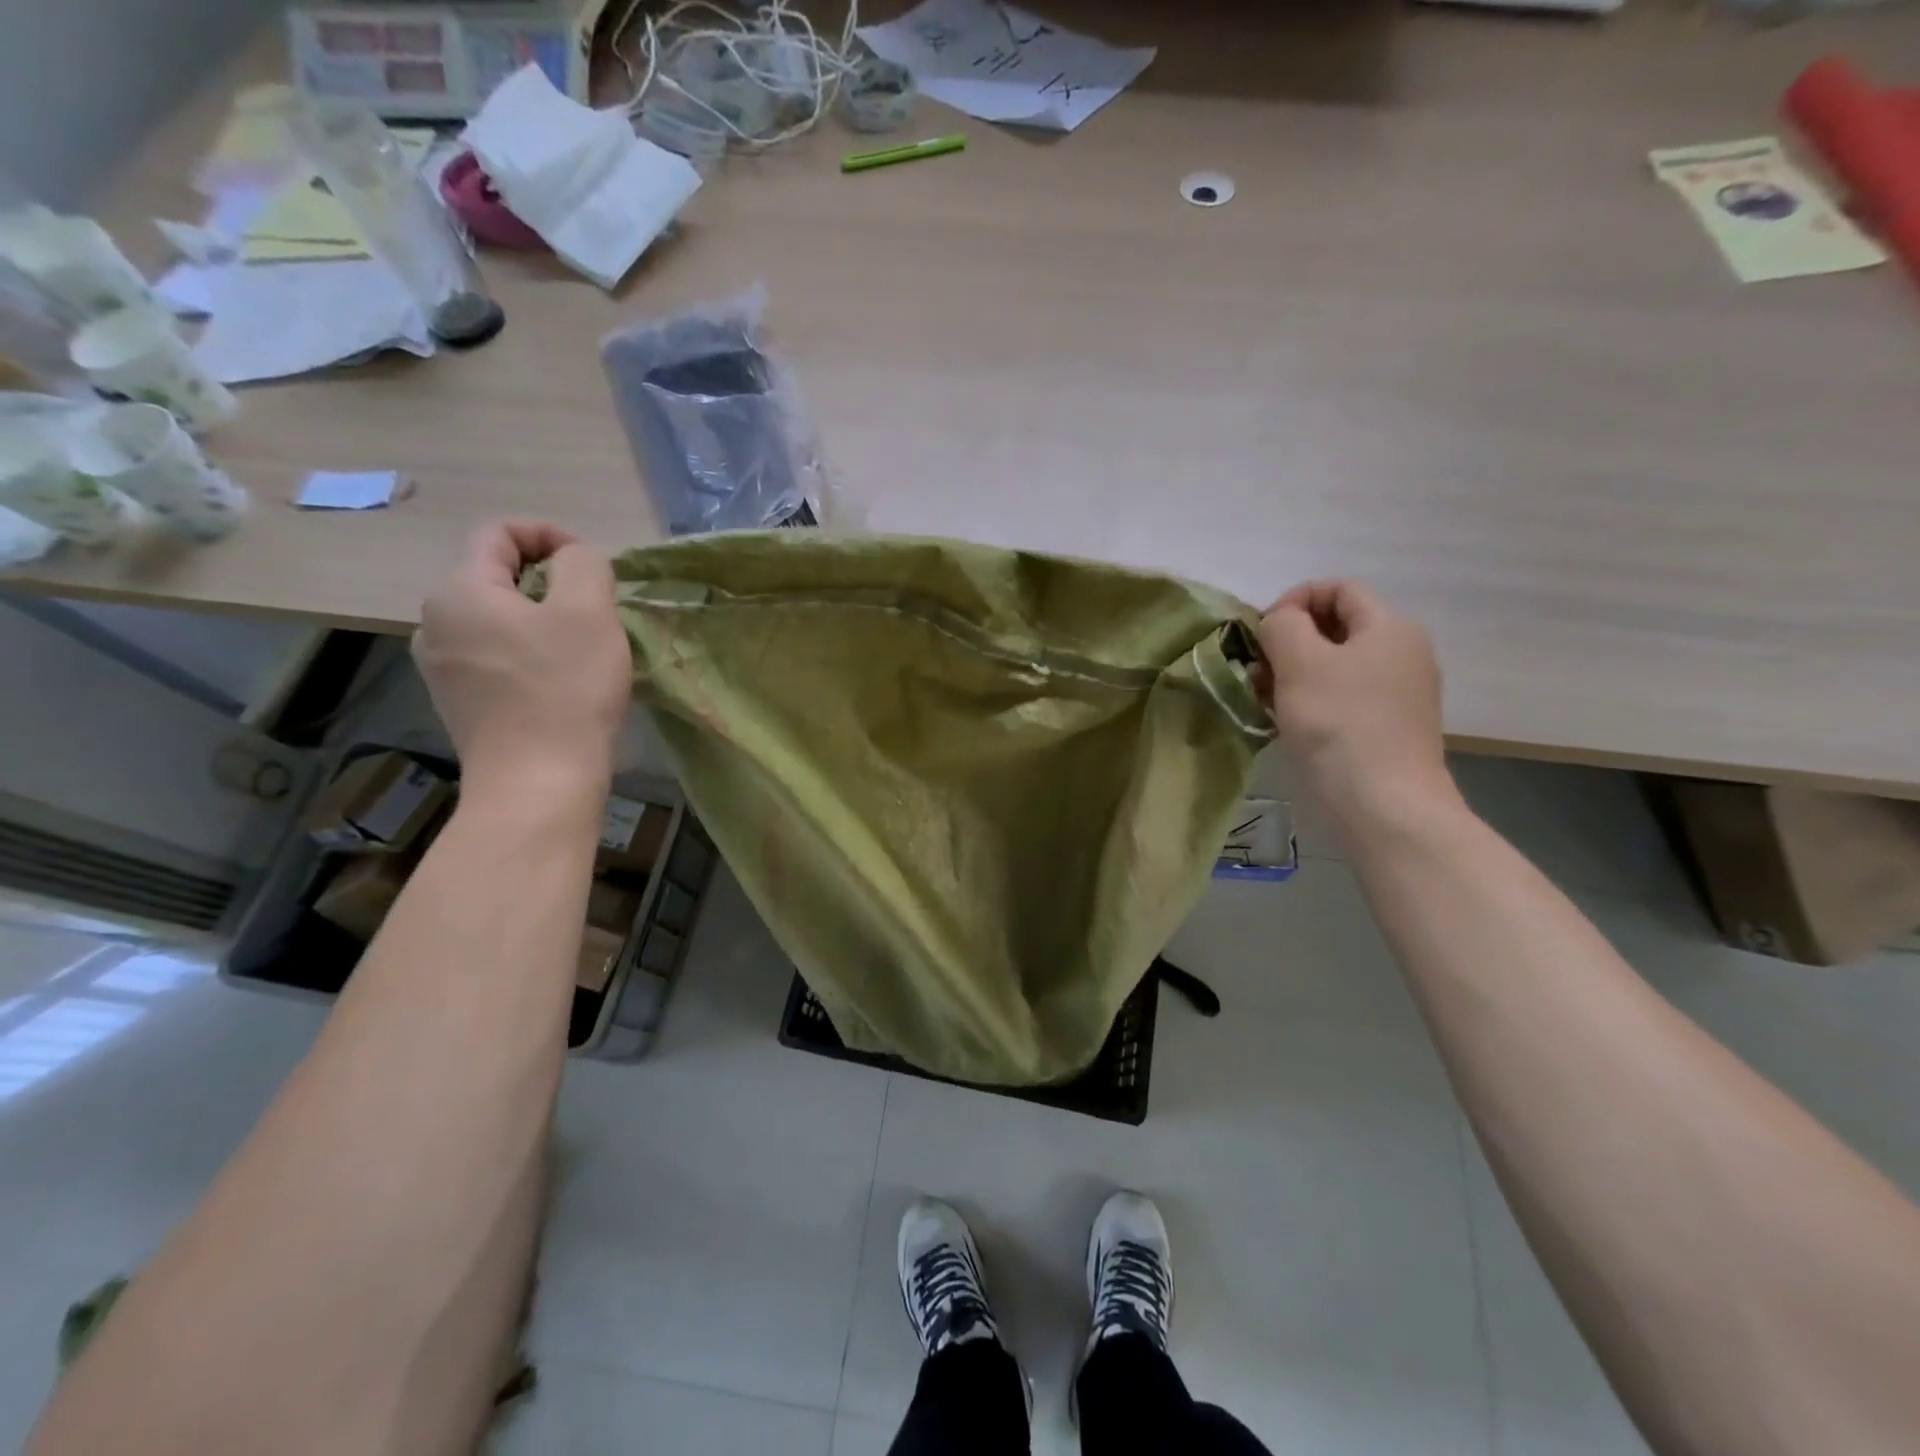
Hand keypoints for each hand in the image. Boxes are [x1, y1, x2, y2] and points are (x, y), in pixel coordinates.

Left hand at [414, 521, 630, 797]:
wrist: (537, 784)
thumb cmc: (565, 690)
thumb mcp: (590, 612)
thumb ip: (584, 564)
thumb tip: (573, 560)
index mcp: (459, 590)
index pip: (498, 532)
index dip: (551, 536)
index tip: (593, 567)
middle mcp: (435, 621)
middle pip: (496, 576)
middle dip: (550, 581)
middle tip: (597, 611)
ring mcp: (441, 667)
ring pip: (497, 619)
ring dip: (542, 620)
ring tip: (584, 648)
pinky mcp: (458, 702)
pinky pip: (494, 656)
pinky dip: (528, 653)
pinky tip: (560, 682)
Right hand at [1256, 579, 1457, 828]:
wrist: (1385, 805)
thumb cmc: (1340, 724)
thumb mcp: (1300, 661)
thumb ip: (1282, 625)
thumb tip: (1278, 622)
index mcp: (1390, 627)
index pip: (1337, 589)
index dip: (1294, 599)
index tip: (1262, 633)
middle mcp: (1403, 653)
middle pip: (1335, 627)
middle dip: (1289, 640)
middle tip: (1256, 667)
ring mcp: (1398, 694)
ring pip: (1335, 666)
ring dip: (1293, 673)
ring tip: (1262, 697)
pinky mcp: (1387, 728)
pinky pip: (1341, 697)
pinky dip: (1310, 699)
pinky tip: (1285, 720)